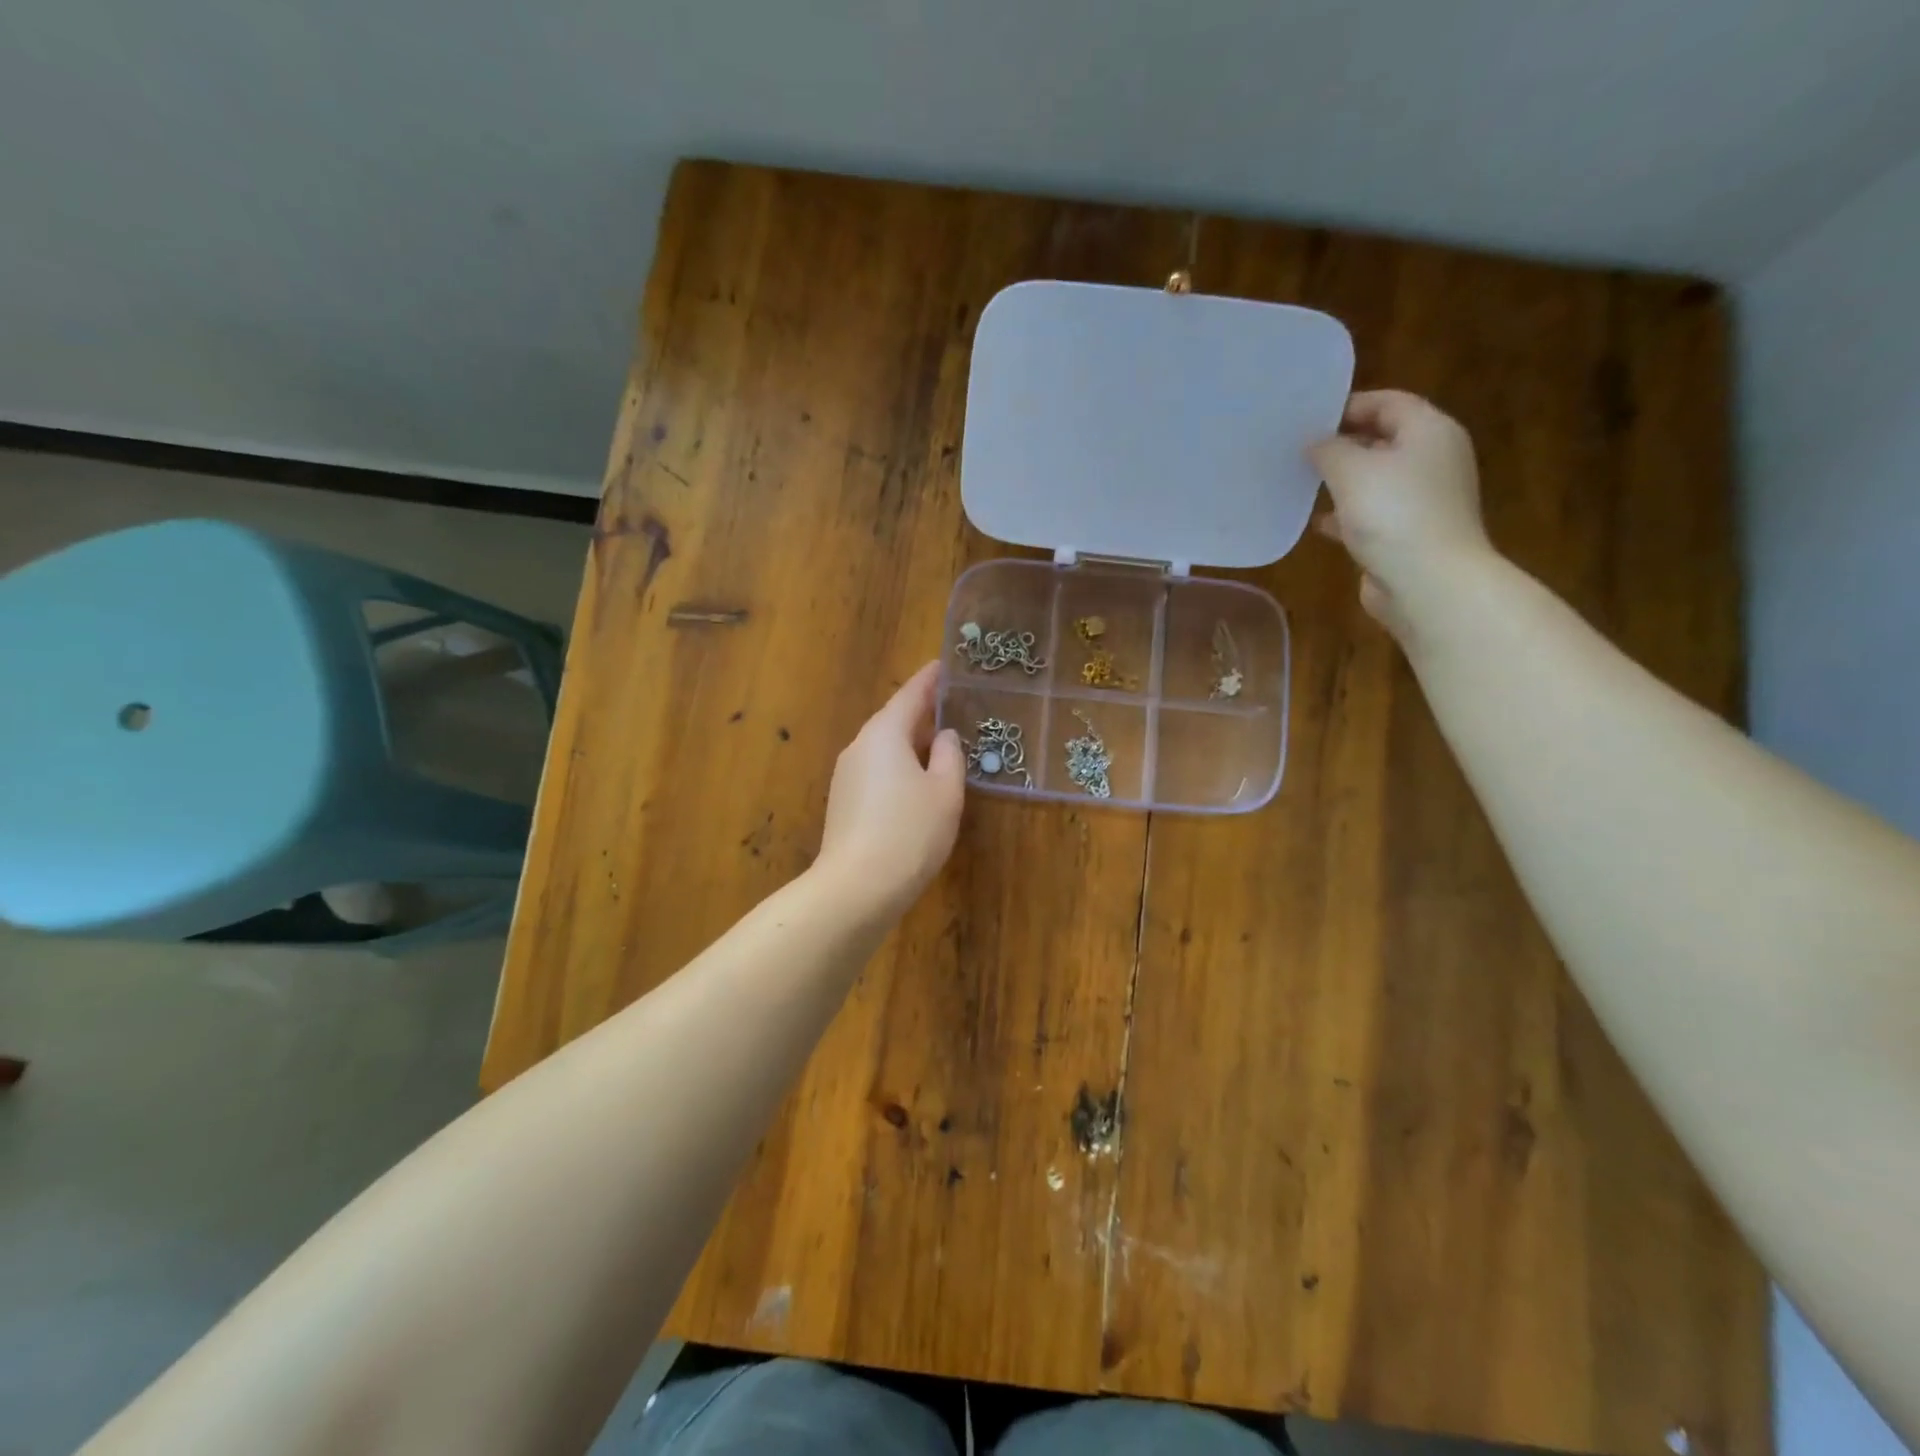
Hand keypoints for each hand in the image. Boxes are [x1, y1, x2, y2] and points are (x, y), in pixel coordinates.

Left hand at [815, 661, 965, 920]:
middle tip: (953, 708)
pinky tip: (918, 784)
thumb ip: (950, 757)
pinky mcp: (843, 803)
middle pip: (893, 720)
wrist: (857, 888)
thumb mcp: (945, 792)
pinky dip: (899, 768)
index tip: (944, 665)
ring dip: (911, 744)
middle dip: (922, 713)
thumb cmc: (910, 832)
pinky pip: (876, 771)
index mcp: (885, 734)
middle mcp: (860, 747)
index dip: (930, 679)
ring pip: (884, 748)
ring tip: (941, 746)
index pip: (910, 694)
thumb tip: (945, 736)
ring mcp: (846, 776)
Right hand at [1307, 390, 1496, 636]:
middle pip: (1384, 439)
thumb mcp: (1351, 470)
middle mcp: (1433, 460)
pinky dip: (1347, 515)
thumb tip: (1315, 443)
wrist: (1428, 582)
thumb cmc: (1393, 514)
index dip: (1349, 405)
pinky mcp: (1409, 534)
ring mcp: (1423, 499)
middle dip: (1342, 444)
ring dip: (1342, 481)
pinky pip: (1373, 514)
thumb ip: (1328, 449)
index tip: (1308, 419)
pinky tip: (1319, 523)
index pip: (1389, 402)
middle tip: (1299, 450)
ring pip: (1375, 479)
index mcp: (1430, 432)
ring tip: (1303, 484)